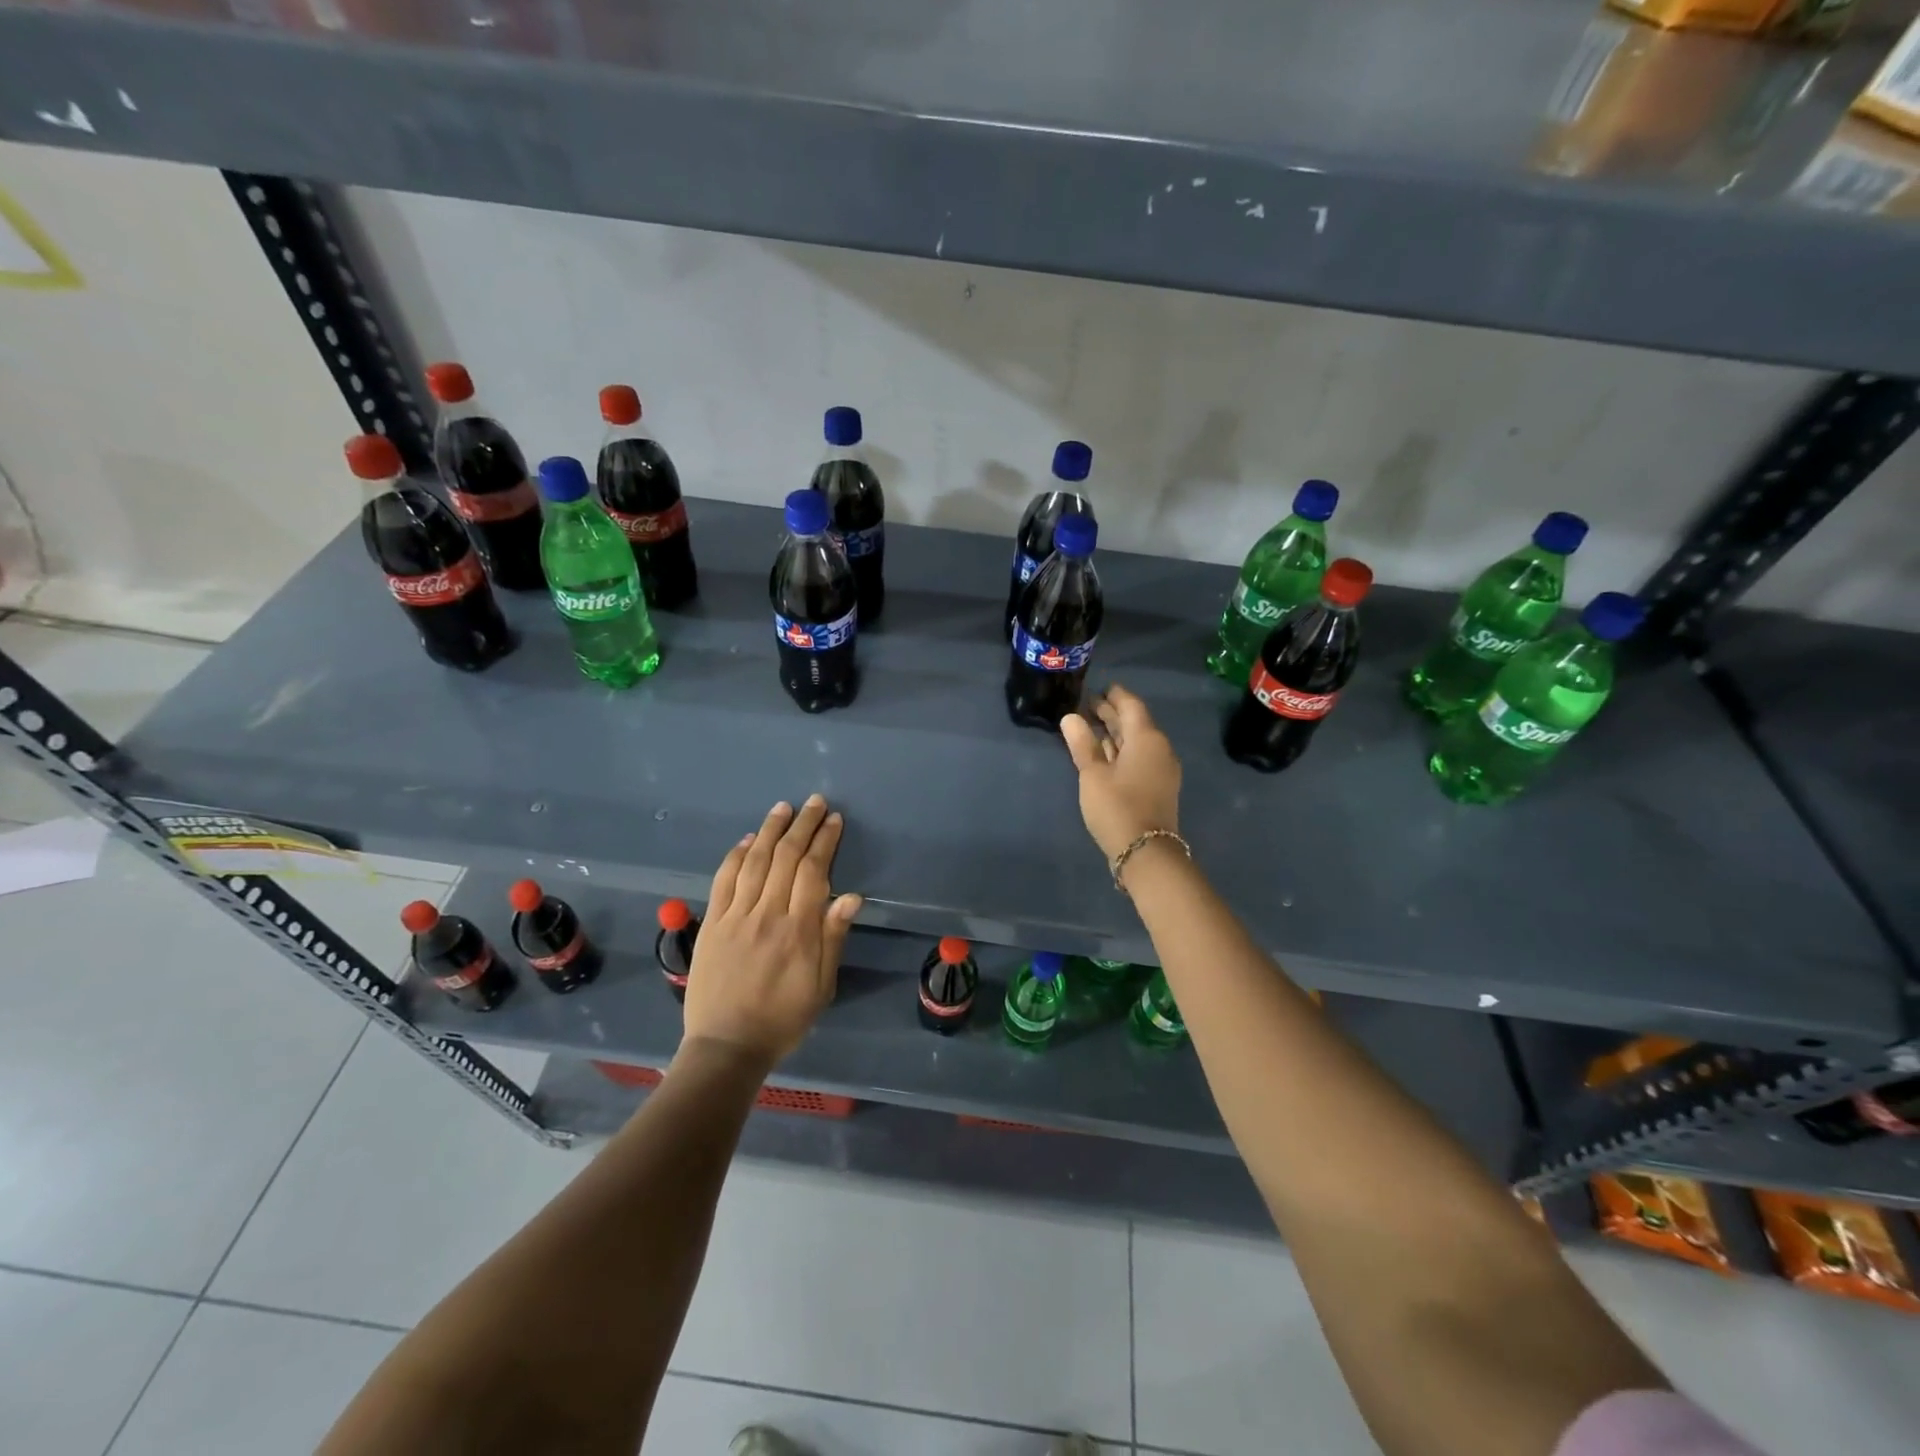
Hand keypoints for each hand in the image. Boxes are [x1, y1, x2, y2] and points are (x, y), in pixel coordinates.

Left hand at [682, 795, 861, 1067]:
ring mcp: (736, 916)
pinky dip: (737, 855)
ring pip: (756, 861)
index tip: (834, 820)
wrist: (727, 1046)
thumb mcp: (822, 986)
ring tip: (784, 808)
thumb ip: (833, 938)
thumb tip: (851, 896)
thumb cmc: (783, 1019)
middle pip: (787, 858)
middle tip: (815, 802)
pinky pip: (724, 880)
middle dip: (803, 825)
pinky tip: (748, 839)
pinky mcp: (712, 923)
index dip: (825, 841)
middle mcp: (768, 914)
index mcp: (800, 930)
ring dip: (771, 830)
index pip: (814, 872)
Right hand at [1060, 683, 1182, 862]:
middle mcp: (1159, 748)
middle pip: (1135, 723)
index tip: (1097, 689)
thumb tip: (1070, 717)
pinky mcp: (1158, 786)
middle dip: (1112, 713)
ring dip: (1116, 733)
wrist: (1146, 852)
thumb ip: (1082, 744)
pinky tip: (1104, 754)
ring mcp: (1161, 769)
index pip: (1131, 705)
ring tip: (1091, 726)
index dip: (1113, 695)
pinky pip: (1139, 757)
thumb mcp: (1092, 774)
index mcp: (1146, 738)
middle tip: (1087, 705)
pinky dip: (1121, 750)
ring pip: (1137, 742)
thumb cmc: (1116, 806)